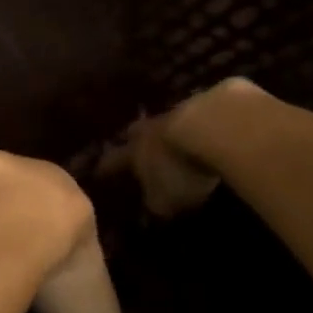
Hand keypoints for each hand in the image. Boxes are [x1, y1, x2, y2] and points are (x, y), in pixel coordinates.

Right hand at [103, 102, 225, 219]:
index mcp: (134, 152)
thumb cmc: (179, 170)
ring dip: (167, 131)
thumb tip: (149, 209)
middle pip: (136, 132)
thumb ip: (155, 205)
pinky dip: (197, 125)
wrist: (214, 127)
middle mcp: (150, 129)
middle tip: (133, 146)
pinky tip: (207, 132)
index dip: (106, 168)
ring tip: (172, 140)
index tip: (98, 172)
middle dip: (134, 140)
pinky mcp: (208, 103)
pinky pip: (196, 116)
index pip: (113, 161)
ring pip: (165, 122)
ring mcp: (178, 112)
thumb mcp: (164, 200)